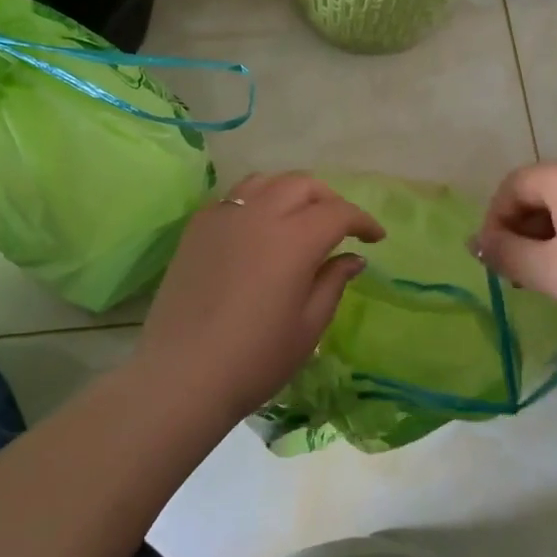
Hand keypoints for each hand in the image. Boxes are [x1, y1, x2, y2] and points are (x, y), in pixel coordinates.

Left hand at [134, 173, 384, 424]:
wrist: (181, 375)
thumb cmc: (255, 358)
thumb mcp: (309, 326)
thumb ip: (333, 282)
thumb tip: (352, 258)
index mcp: (294, 238)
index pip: (338, 212)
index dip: (362, 221)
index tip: (375, 238)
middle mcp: (260, 214)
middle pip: (303, 185)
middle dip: (329, 200)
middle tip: (340, 227)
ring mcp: (224, 216)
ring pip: (266, 181)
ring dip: (292, 192)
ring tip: (300, 218)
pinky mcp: (198, 227)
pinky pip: (235, 197)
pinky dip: (258, 200)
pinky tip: (260, 228)